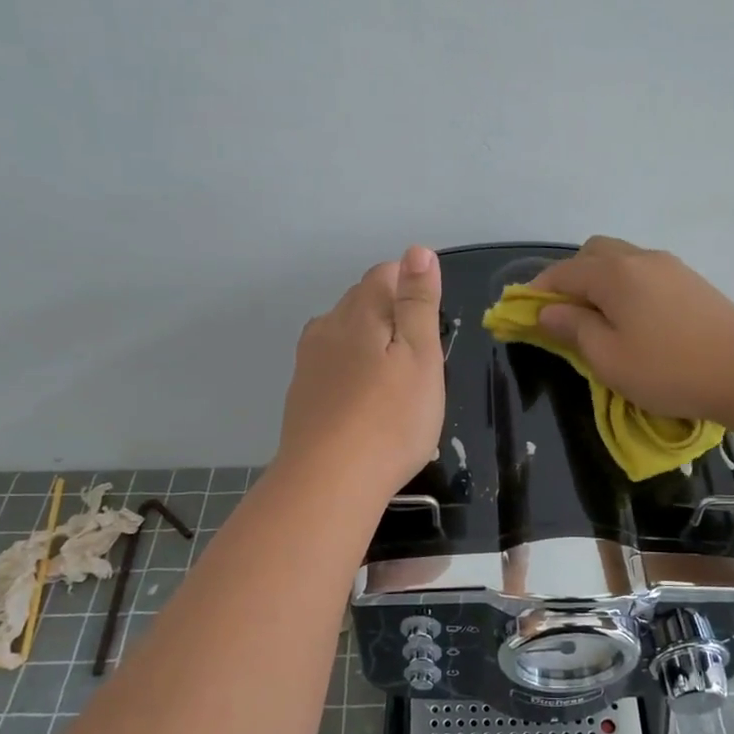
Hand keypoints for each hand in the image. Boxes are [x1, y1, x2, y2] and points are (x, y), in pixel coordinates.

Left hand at [277, 246, 445, 499]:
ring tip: (393, 380)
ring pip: (342, 334)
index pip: (384, 274)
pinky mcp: (301, 396)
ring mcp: (308, 363)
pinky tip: (363, 404)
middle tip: (419, 357)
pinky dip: (351, 373)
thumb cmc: (391, 419)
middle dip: (391, 315)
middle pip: (361, 302)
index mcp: (359, 312)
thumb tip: (417, 251)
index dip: (411, 288)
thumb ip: (418, 303)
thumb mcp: (421, 357)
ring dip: (368, 344)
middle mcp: (327, 328)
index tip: (431, 324)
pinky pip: (331, 367)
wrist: (328, 482)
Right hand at [528, 236, 733, 425]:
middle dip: (570, 278)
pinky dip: (625, 286)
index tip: (522, 313)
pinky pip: (643, 271)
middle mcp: (640, 258)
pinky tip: (633, 318)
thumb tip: (547, 311)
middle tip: (564, 316)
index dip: (537, 291)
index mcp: (614, 273)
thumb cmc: (670, 369)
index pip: (562, 273)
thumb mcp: (609, 358)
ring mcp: (670, 266)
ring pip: (620, 259)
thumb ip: (574, 329)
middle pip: (592, 253)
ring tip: (598, 319)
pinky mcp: (691, 281)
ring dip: (599, 281)